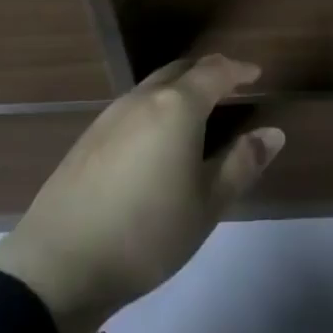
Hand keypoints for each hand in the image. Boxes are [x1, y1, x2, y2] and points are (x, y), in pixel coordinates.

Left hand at [0, 55, 283, 332]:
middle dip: (208, 73)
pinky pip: (132, 107)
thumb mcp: (206, 205)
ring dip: (179, 89)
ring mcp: (109, 116)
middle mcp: (142, 99)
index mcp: (176, 107)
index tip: (255, 74)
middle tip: (229, 87)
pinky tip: (156, 140)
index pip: (214, 71)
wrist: (59, 263)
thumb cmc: (146, 234)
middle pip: (180, 71)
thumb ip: (242, 163)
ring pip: (153, 87)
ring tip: (196, 114)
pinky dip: (155, 108)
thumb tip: (273, 132)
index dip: (238, 69)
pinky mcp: (88, 137)